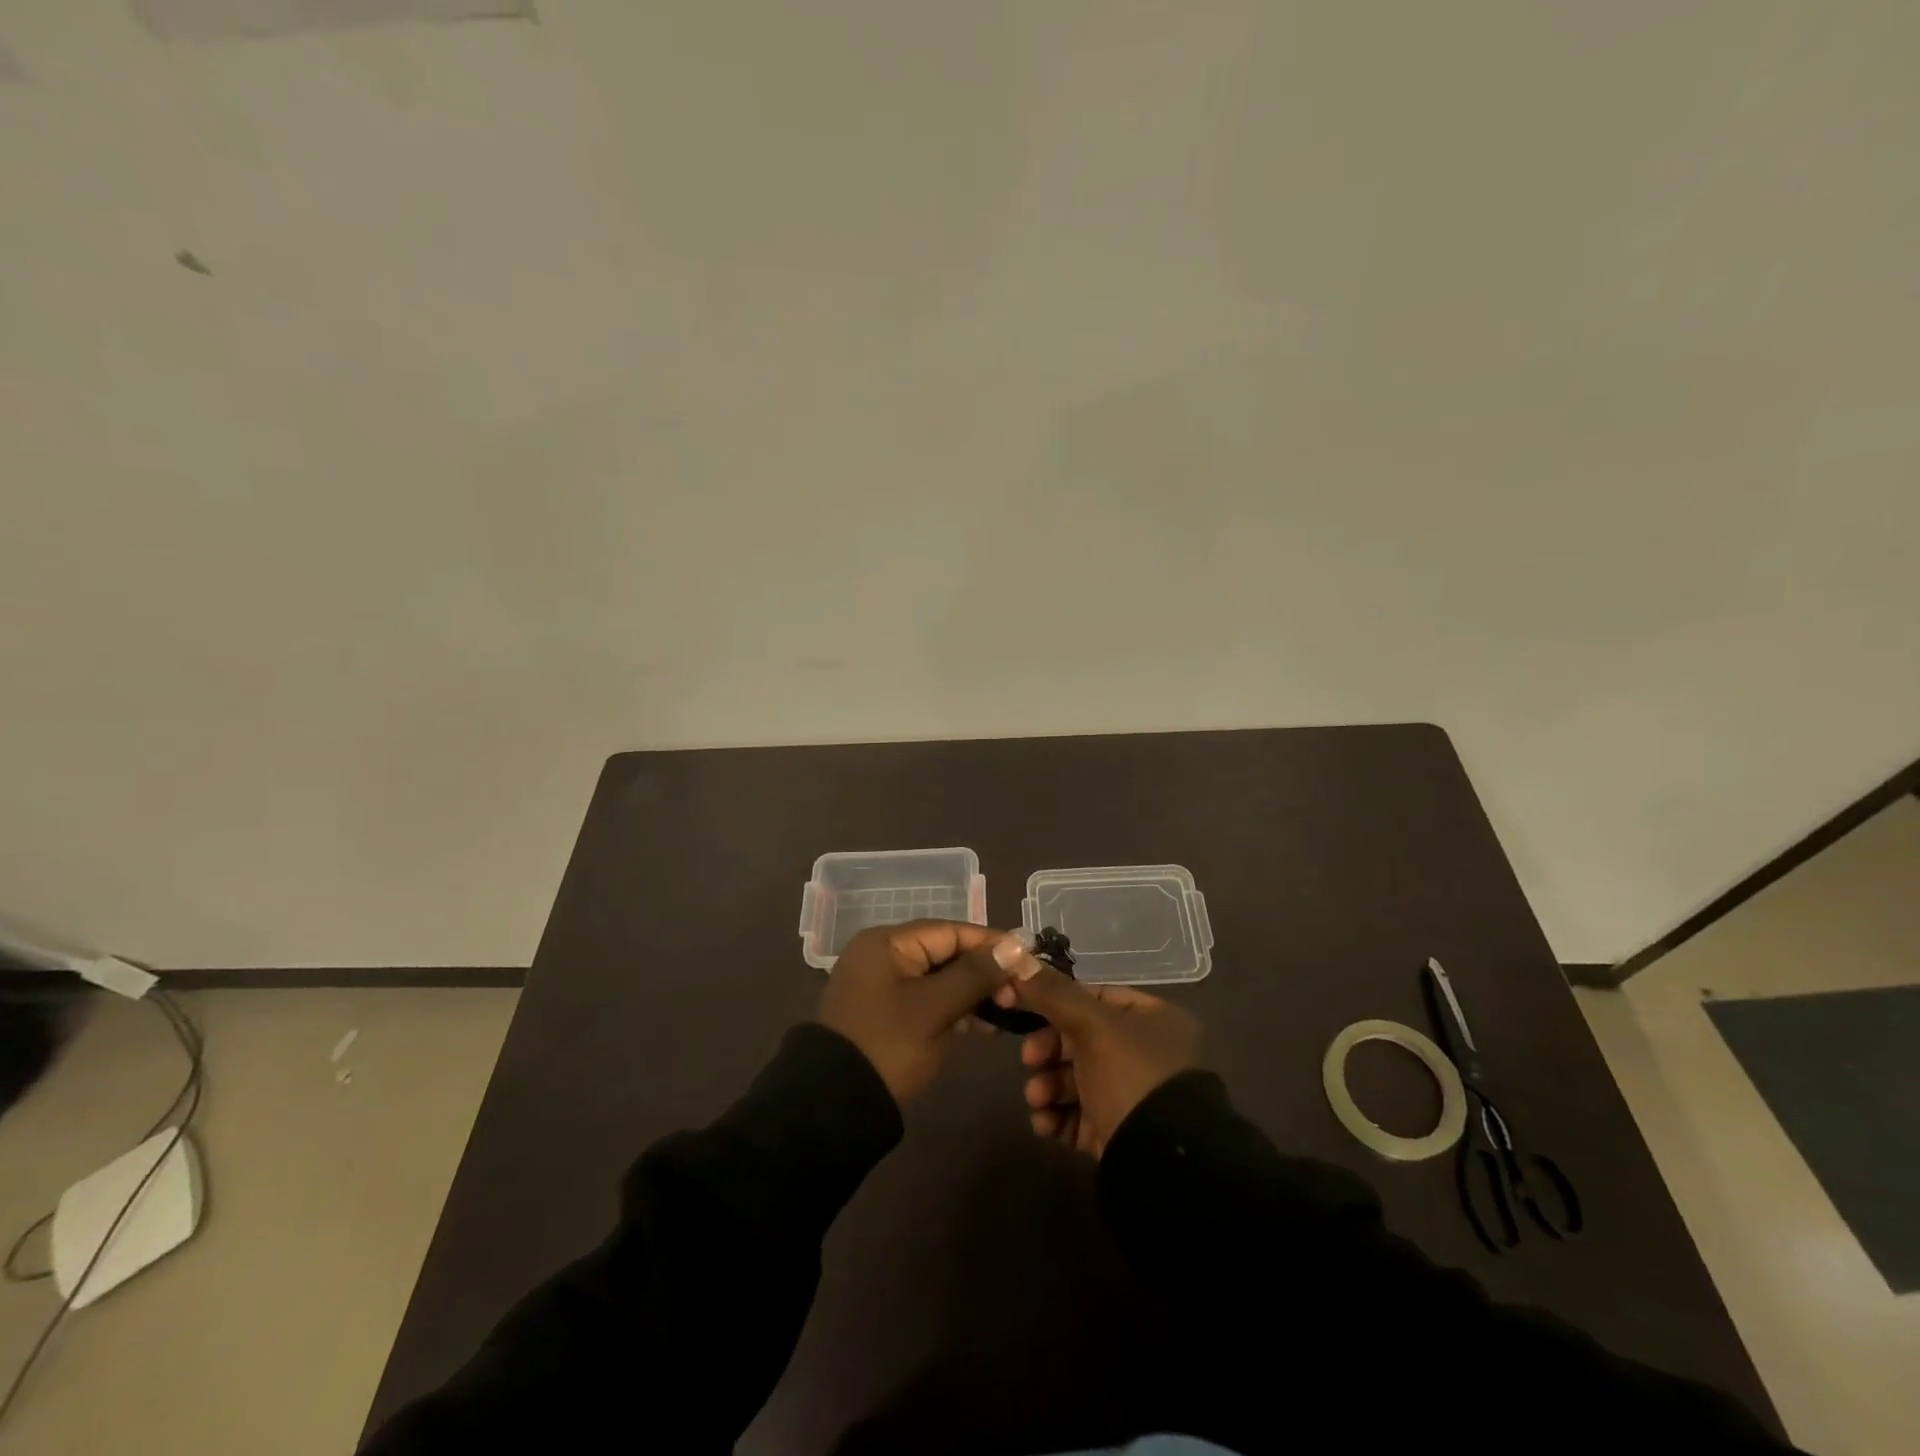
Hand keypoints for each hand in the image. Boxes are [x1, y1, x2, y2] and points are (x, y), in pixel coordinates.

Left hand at [819, 920, 1022, 1102]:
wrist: (836, 1105)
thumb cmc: (888, 1045)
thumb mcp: (935, 1008)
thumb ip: (976, 974)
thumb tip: (1017, 945)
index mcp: (887, 942)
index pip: (951, 931)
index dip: (992, 944)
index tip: (1028, 961)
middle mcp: (883, 954)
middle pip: (946, 952)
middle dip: (984, 972)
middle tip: (1018, 995)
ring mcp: (883, 983)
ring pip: (940, 977)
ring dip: (973, 993)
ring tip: (1007, 1012)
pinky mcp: (887, 1011)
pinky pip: (928, 998)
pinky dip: (954, 1008)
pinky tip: (983, 1026)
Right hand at [1001, 952, 1200, 1156]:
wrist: (1160, 1164)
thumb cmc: (1132, 1077)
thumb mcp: (1092, 1026)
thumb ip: (1053, 993)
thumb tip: (1013, 954)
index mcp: (1153, 1021)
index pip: (1096, 999)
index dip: (1057, 1003)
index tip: (1025, 1012)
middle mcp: (1147, 1055)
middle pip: (1082, 1041)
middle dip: (1048, 1052)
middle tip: (1030, 1061)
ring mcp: (1133, 1097)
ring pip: (1076, 1081)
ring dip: (1048, 1086)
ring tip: (1037, 1099)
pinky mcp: (1119, 1135)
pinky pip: (1079, 1117)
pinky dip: (1058, 1118)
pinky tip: (1045, 1124)